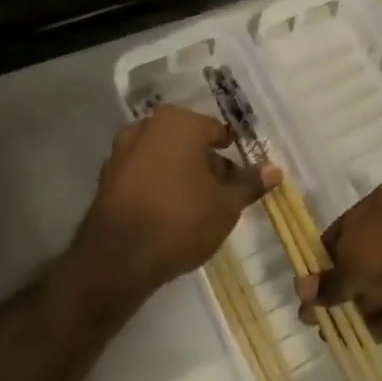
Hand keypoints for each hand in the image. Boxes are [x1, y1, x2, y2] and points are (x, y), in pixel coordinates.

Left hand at [72, 105, 277, 298]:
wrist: (118, 258)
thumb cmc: (182, 219)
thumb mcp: (226, 204)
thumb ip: (250, 184)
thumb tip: (274, 170)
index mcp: (179, 122)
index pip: (217, 132)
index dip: (233, 154)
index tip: (242, 177)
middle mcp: (147, 127)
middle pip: (189, 142)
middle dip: (207, 164)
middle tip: (224, 193)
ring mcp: (122, 151)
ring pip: (165, 158)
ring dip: (182, 175)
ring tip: (200, 206)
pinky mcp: (107, 179)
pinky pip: (144, 175)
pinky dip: (159, 186)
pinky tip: (170, 213)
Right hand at [300, 172, 381, 345]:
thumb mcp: (353, 262)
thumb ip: (328, 279)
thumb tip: (304, 293)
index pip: (349, 223)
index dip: (325, 254)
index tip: (309, 283)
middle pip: (368, 252)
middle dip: (341, 284)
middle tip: (316, 314)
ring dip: (359, 304)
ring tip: (331, 333)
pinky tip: (359, 338)